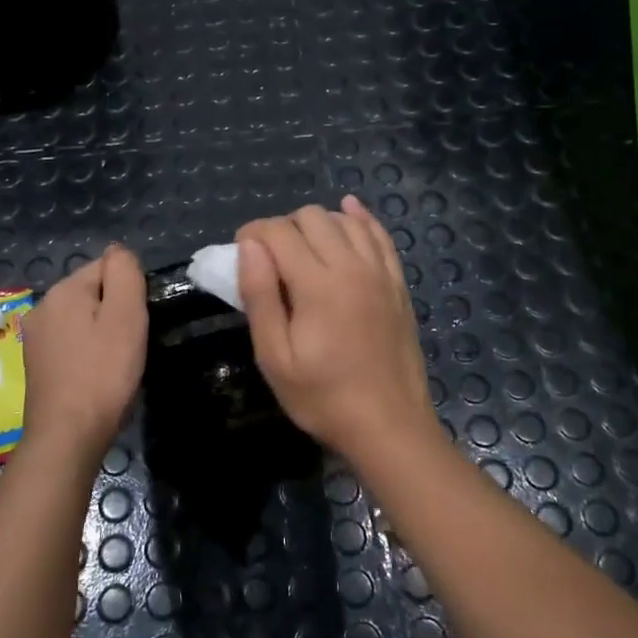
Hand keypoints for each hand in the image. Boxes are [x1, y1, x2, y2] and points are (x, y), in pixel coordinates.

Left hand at [20, 243, 147, 466]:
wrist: (67, 435)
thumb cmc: (103, 374)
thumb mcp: (126, 317)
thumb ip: (125, 275)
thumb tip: (119, 251)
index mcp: (63, 290)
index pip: (107, 267)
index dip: (130, 292)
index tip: (137, 323)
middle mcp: (42, 306)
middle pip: (93, 292)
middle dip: (115, 311)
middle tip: (130, 345)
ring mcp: (35, 336)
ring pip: (82, 319)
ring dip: (102, 333)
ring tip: (115, 363)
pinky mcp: (36, 363)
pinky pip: (71, 342)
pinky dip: (87, 352)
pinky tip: (96, 375)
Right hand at [237, 198, 435, 459]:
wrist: (389, 425)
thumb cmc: (323, 398)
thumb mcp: (275, 358)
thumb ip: (260, 297)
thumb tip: (249, 247)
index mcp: (318, 285)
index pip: (279, 232)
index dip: (252, 234)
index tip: (239, 254)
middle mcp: (352, 266)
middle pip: (312, 217)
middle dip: (282, 228)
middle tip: (269, 261)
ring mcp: (380, 273)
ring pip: (345, 220)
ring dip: (317, 224)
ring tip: (301, 250)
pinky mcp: (397, 284)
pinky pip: (380, 235)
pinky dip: (360, 219)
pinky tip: (349, 212)